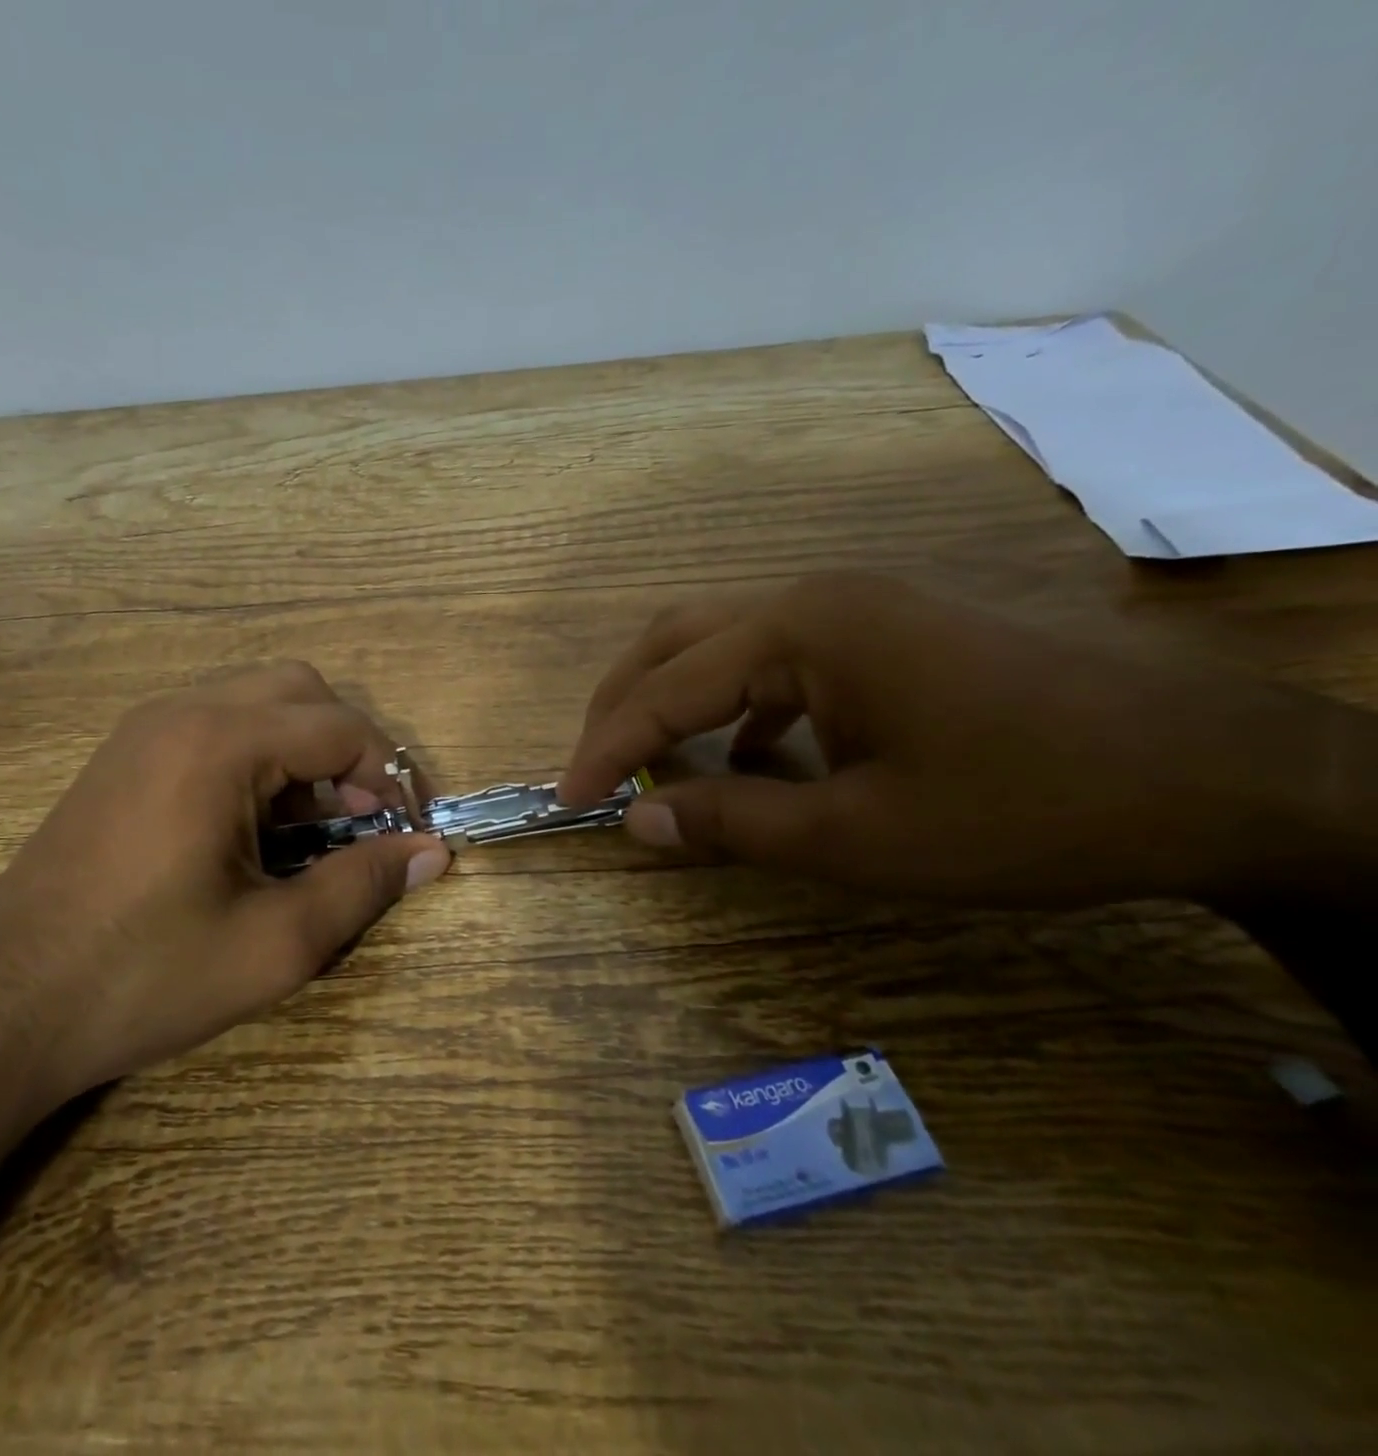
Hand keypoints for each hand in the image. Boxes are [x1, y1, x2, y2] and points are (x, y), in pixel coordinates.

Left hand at [0, 663, 449, 1122]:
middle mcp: (181, 712)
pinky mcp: (123, 757)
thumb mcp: (276, 944)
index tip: (408, 834)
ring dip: (303, 753)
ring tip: (313, 832)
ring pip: (257, 704)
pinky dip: (258, 760)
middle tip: (362, 822)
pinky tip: (255, 830)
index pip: (342, 727)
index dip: (391, 777)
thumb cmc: (145, 978)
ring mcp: (143, 730)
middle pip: (302, 692)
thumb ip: (364, 885)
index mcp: (219, 743)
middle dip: (349, 749)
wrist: (0, 1011)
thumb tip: (434, 853)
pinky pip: (215, 727)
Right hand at [560, 573, 1373, 908]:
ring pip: (727, 644)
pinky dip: (742, 708)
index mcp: (802, 629)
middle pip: (678, 640)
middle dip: (624, 706)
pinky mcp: (892, 629)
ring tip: (655, 764)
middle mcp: (817, 596)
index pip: (665, 688)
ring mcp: (860, 606)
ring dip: (678, 701)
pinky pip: (783, 660)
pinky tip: (756, 758)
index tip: (565, 800)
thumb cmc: (1029, 807)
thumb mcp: (860, 837)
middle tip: (595, 769)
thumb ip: (732, 825)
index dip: (605, 750)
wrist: (1225, 774)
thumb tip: (636, 824)